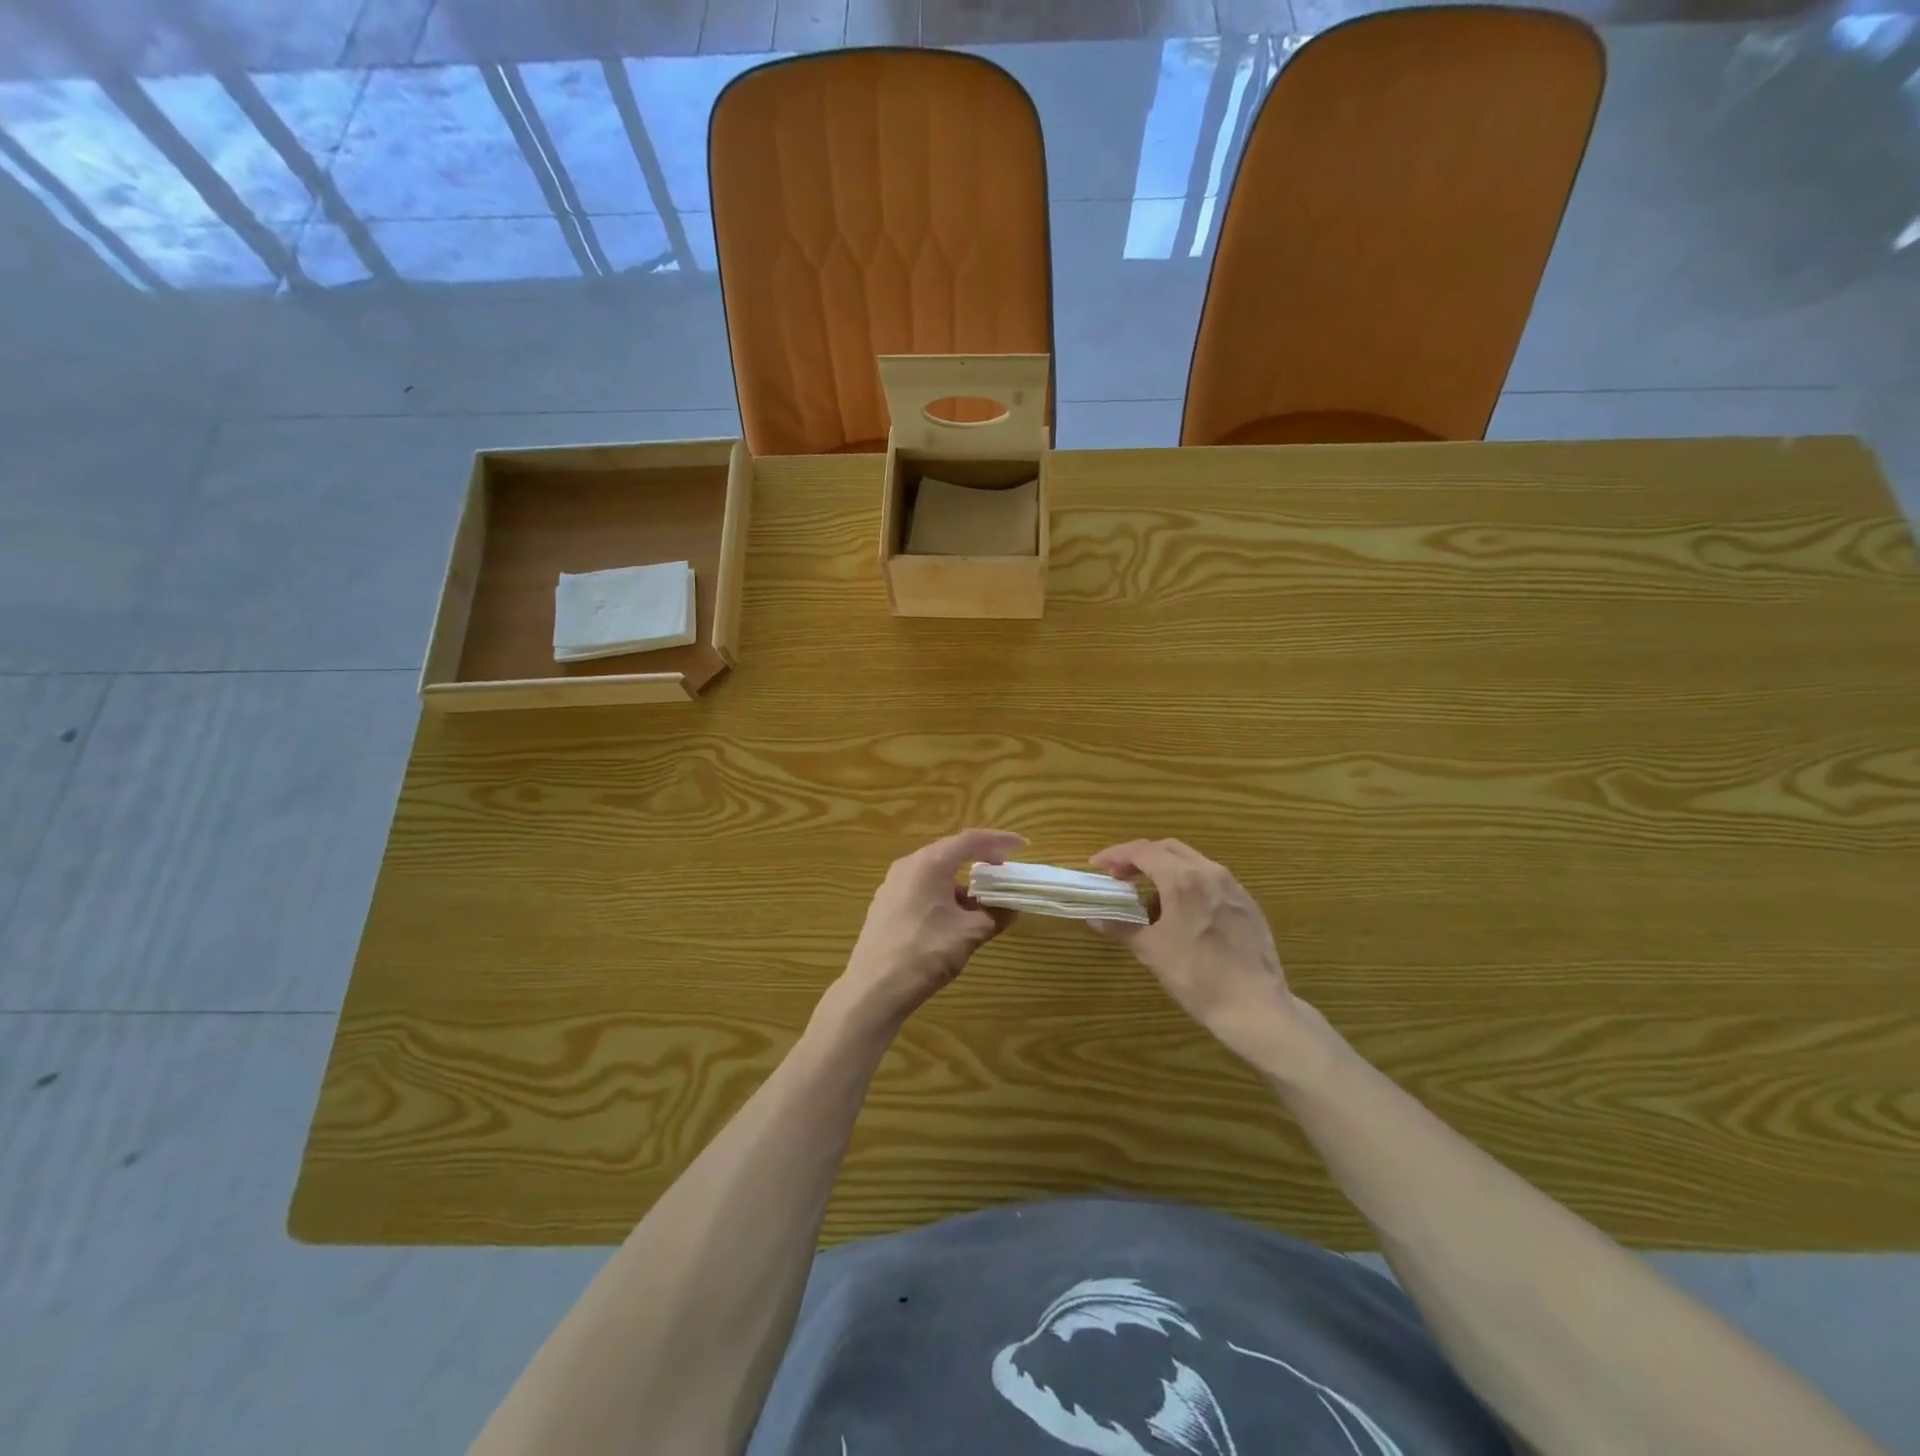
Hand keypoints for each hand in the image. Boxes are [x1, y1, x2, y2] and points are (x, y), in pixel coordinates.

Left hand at [831, 828, 1025, 1034]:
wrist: (874, 989)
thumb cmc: (925, 953)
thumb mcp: (969, 933)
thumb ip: (995, 915)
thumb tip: (1012, 908)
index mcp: (929, 863)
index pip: (970, 840)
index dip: (999, 841)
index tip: (1021, 846)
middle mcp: (908, 866)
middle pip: (950, 853)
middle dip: (980, 861)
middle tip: (1003, 873)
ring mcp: (892, 886)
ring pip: (935, 873)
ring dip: (962, 883)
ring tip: (982, 903)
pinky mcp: (885, 905)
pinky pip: (921, 889)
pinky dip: (943, 895)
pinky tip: (954, 919)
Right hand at [1089, 839, 1306, 1066]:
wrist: (1255, 1007)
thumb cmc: (1197, 976)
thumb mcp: (1152, 951)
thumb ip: (1121, 927)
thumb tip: (1095, 917)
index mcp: (1183, 879)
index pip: (1142, 851)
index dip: (1115, 855)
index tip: (1097, 866)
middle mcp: (1210, 872)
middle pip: (1168, 849)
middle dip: (1140, 858)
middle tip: (1120, 877)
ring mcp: (1233, 887)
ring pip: (1192, 862)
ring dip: (1165, 870)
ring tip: (1149, 900)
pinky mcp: (1248, 904)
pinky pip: (1211, 881)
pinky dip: (1188, 884)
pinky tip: (1183, 914)